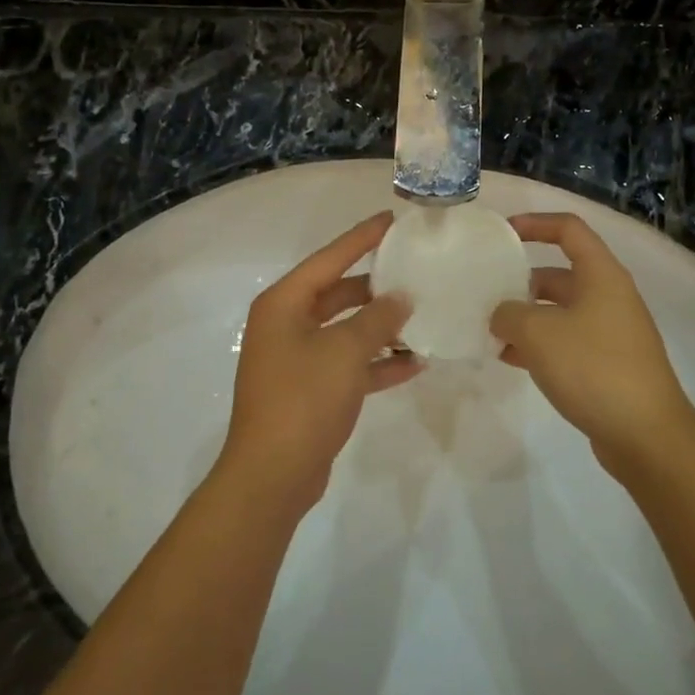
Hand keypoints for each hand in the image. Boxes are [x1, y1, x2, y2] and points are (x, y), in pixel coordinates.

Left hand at [220, 213, 419, 513]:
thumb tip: (400, 296)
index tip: (392, 220)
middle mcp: (286, 324)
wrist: (273, 474)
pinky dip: (375, 363)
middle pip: (337, 293)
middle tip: (414, 272)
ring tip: (422, 317)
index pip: (329, 259)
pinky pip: (347, 364)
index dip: (362, 238)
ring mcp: (296, 358)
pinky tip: (413, 364)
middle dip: (376, 287)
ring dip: (380, 328)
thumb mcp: (345, 351)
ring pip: (345, 330)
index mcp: (284, 304)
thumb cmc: (304, 399)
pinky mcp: (309, 390)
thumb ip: (377, 319)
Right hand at [491, 212, 694, 478]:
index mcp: (601, 275)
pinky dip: (538, 345)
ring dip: (526, 317)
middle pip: (559, 273)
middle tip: (486, 294)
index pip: (568, 229)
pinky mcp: (608, 364)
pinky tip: (510, 361)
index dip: (534, 223)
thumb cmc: (593, 368)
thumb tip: (501, 315)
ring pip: (559, 311)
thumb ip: (509, 314)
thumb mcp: (538, 333)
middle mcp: (609, 296)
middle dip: (521, 281)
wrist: (646, 435)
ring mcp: (611, 332)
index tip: (501, 234)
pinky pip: (566, 341)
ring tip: (490, 331)